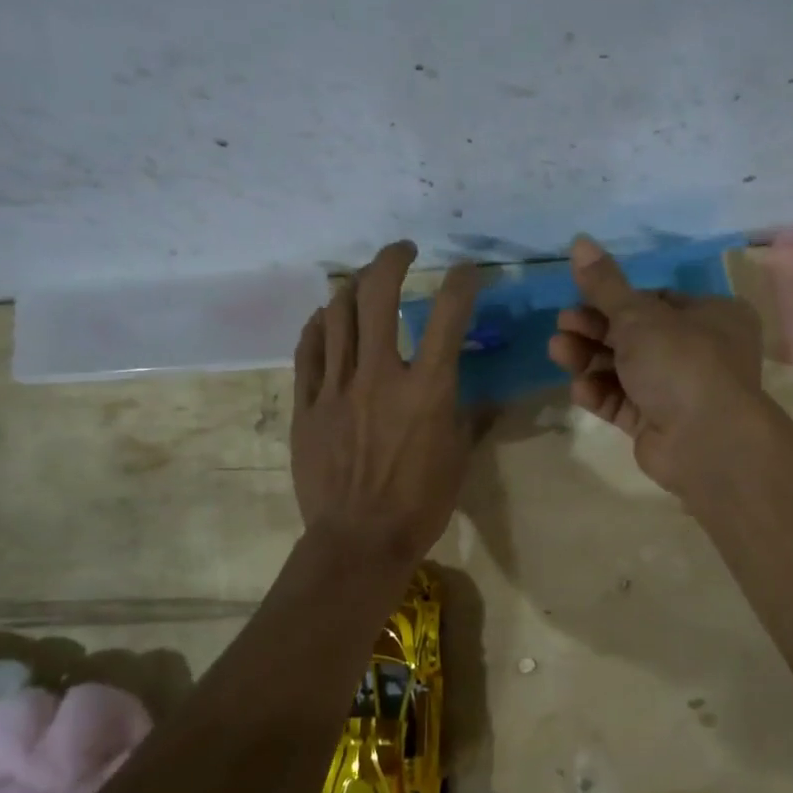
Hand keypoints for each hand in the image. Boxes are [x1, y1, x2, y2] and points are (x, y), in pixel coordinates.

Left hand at [292, 240, 479, 563]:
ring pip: (337, 313)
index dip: (461, 282)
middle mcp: (380, 375)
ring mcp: (336, 387)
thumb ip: (471, 416)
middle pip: (378, 294)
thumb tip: (486, 395)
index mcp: (427, 389)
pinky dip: (320, 325)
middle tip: (403, 251)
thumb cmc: (420, 503)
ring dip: (354, 286)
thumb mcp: (459, 458)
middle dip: (392, 259)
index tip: (466, 271)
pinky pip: (308, 349)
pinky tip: (327, 318)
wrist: (358, 541)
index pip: (448, 315)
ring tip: (364, 281)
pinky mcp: (307, 404)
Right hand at [547, 236, 763, 493]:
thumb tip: (579, 240)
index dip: (615, 300)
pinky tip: (580, 389)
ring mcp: (679, 391)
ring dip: (590, 360)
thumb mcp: (638, 315)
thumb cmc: (680, 361)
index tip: (580, 299)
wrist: (707, 441)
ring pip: (625, 369)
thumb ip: (604, 284)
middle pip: (635, 335)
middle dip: (594, 330)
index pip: (656, 300)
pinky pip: (624, 402)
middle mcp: (700, 351)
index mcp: (711, 315)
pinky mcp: (659, 424)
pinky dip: (601, 394)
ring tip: (558, 352)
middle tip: (562, 326)